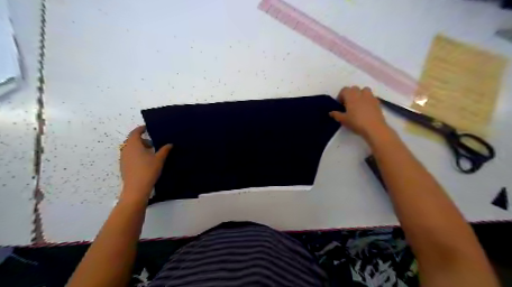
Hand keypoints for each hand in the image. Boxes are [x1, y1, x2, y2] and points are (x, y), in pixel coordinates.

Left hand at [122, 126, 172, 199]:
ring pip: (130, 148)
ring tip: (150, 152)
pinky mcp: (123, 165)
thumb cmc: (148, 170)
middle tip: (152, 143)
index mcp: (134, 145)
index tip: (147, 128)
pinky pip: (129, 155)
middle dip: (142, 139)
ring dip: (139, 147)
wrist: (136, 188)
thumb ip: (165, 150)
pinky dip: (136, 154)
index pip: (135, 132)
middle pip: (132, 140)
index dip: (141, 129)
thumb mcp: (159, 159)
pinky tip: (145, 161)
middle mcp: (126, 149)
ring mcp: (123, 158)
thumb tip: (170, 144)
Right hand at [330, 85, 390, 140]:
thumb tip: (331, 112)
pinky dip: (367, 100)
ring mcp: (370, 96)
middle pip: (354, 89)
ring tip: (357, 104)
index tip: (340, 105)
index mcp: (351, 95)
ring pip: (364, 90)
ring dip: (360, 94)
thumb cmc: (356, 122)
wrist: (374, 128)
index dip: (340, 96)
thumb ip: (336, 115)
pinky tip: (365, 109)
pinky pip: (370, 97)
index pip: (344, 90)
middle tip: (347, 105)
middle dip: (350, 94)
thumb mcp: (343, 120)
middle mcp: (360, 93)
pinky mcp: (377, 102)